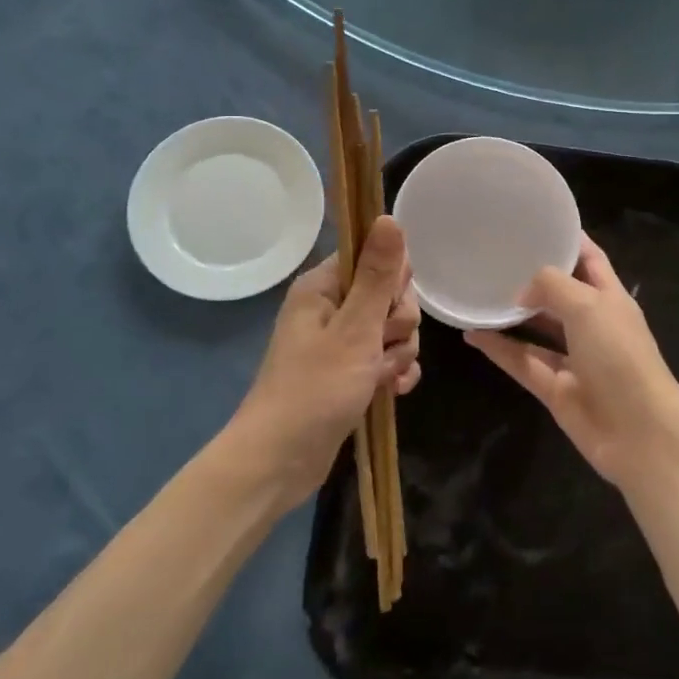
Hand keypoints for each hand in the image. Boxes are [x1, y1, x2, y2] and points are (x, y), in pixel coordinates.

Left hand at [230, 216, 419, 510]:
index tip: (387, 307)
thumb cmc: (315, 389)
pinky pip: (386, 359)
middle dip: (398, 324)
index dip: (392, 281)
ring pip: (392, 330)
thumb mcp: (355, 328)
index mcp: (323, 287)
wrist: (280, 461)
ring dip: (397, 353)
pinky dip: (393, 373)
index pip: (374, 258)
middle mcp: (331, 308)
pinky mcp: (349, 373)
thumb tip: (389, 217)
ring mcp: (340, 343)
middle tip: (380, 346)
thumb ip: (378, 275)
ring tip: (380, 377)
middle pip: (389, 295)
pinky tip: (394, 391)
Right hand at [466, 234, 678, 488]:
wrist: (639, 433)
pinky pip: (522, 362)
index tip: (536, 222)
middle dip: (533, 277)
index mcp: (610, 298)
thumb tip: (522, 291)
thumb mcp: (589, 306)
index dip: (568, 240)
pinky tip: (472, 332)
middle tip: (494, 256)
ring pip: (537, 329)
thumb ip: (552, 286)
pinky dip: (499, 348)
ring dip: (511, 314)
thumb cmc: (620, 357)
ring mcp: (574, 359)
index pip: (589, 259)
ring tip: (478, 292)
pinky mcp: (555, 388)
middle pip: (560, 294)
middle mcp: (592, 325)